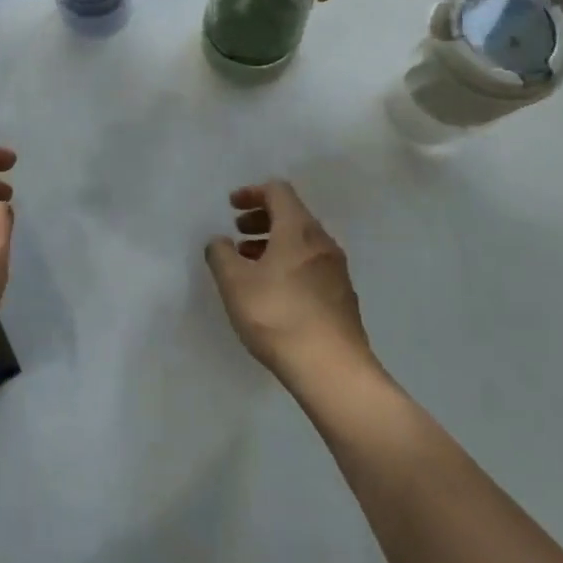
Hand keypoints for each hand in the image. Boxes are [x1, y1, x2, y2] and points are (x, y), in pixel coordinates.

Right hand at [205, 180, 375, 392]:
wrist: (333, 370)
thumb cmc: (278, 316)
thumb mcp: (235, 283)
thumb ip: (221, 254)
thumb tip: (220, 242)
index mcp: (298, 229)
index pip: (277, 191)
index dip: (252, 193)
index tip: (231, 206)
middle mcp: (322, 242)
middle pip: (291, 215)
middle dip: (261, 219)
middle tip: (237, 234)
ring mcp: (336, 270)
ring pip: (301, 242)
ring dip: (273, 243)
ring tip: (250, 265)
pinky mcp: (342, 297)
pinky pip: (311, 265)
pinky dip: (289, 264)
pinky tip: (273, 292)